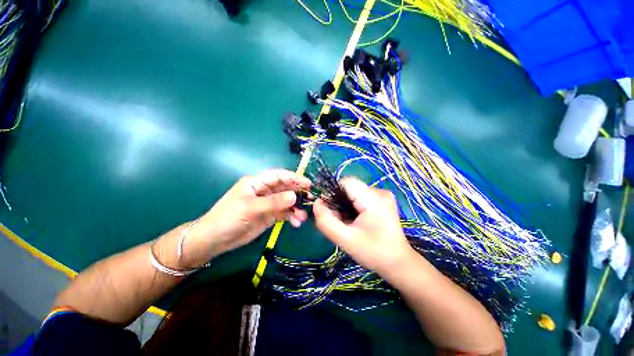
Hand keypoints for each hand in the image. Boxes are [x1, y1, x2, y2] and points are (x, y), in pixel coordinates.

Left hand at [182, 170, 310, 266]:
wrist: (215, 240)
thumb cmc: (229, 218)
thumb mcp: (251, 208)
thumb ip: (274, 202)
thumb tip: (294, 196)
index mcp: (258, 182)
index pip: (279, 176)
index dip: (294, 178)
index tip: (308, 184)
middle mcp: (265, 190)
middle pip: (286, 188)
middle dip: (298, 193)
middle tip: (311, 200)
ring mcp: (268, 203)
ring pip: (287, 201)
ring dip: (296, 208)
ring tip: (302, 217)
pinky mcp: (270, 215)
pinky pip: (285, 213)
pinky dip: (292, 216)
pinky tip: (296, 223)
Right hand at [313, 177, 414, 276]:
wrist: (398, 262)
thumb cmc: (373, 253)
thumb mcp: (345, 240)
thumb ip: (326, 222)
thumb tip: (316, 203)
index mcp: (374, 200)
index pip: (346, 182)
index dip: (333, 194)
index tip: (330, 212)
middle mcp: (380, 192)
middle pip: (349, 187)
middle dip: (339, 203)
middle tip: (340, 221)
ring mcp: (383, 195)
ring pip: (353, 192)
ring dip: (345, 205)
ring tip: (349, 223)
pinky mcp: (382, 199)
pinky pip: (360, 196)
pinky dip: (353, 206)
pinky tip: (356, 220)